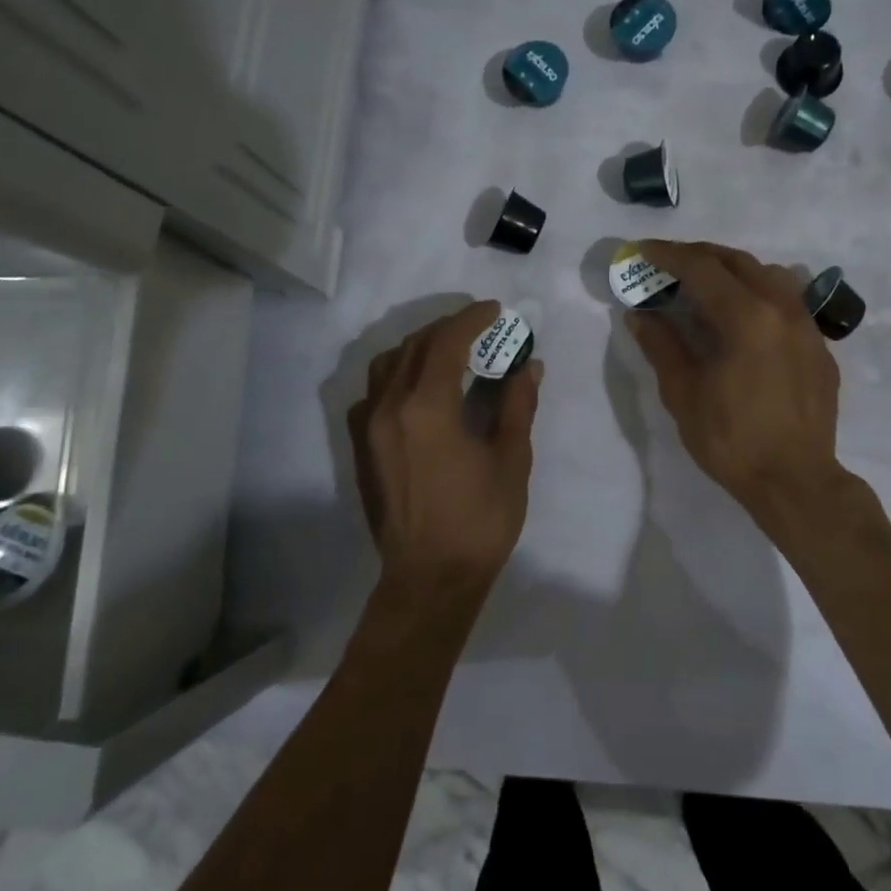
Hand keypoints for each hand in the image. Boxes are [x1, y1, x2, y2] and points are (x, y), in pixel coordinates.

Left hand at [347, 301, 542, 600]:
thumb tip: (529, 366)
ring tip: (449, 352)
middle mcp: (389, 407)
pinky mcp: (361, 447)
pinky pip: (373, 392)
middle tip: (480, 328)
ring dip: (419, 348)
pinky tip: (418, 390)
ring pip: (388, 364)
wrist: (429, 579)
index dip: (471, 319)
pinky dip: (397, 376)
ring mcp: (368, 427)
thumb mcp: (511, 459)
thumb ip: (517, 405)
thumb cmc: (479, 520)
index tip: (495, 311)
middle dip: (448, 329)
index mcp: (426, 407)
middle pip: (414, 346)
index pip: (446, 342)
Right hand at [627, 241, 844, 541]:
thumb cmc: (732, 440)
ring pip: (770, 275)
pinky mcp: (820, 347)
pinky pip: (788, 302)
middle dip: (700, 256)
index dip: (669, 255)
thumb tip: (640, 314)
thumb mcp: (684, 393)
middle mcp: (781, 309)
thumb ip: (662, 345)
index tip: (643, 250)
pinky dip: (759, 295)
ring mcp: (807, 326)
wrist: (796, 482)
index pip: (702, 268)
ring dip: (734, 271)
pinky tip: (745, 319)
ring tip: (708, 286)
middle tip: (670, 264)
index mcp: (746, 317)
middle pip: (738, 262)